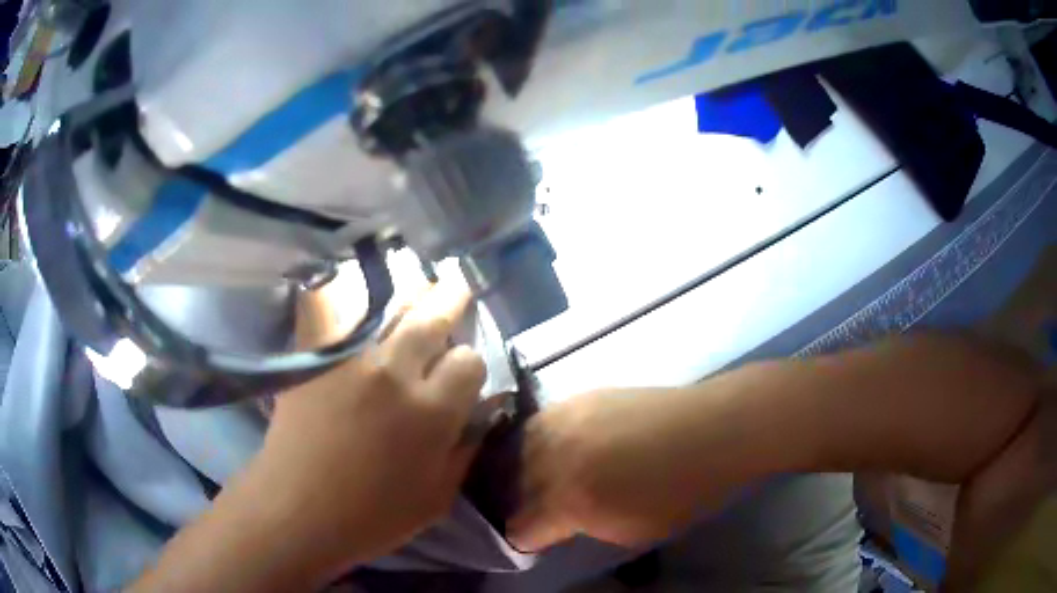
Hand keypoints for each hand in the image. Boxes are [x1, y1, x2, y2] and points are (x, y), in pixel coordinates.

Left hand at [257, 280, 486, 577]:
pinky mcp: (314, 354)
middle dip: (450, 300)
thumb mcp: (437, 497)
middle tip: (455, 288)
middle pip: (433, 317)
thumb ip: (465, 449)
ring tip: (418, 286)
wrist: (298, 509)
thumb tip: (479, 411)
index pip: (469, 360)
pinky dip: (344, 292)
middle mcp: (395, 372)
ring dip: (411, 294)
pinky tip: (355, 289)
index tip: (460, 377)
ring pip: (390, 304)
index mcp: (432, 412)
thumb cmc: (373, 515)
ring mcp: (350, 357)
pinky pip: (331, 306)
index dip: (469, 366)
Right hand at [509, 387, 744, 551]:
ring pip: (515, 449)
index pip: (519, 527)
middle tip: (532, 510)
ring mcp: (562, 421)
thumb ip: (583, 528)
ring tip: (534, 478)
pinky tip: (552, 448)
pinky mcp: (576, 399)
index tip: (535, 540)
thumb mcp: (630, 532)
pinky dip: (536, 441)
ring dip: (519, 469)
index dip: (524, 539)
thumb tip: (561, 523)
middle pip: (508, 484)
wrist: (709, 432)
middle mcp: (554, 457)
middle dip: (516, 503)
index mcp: (569, 500)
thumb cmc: (680, 493)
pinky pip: (537, 423)